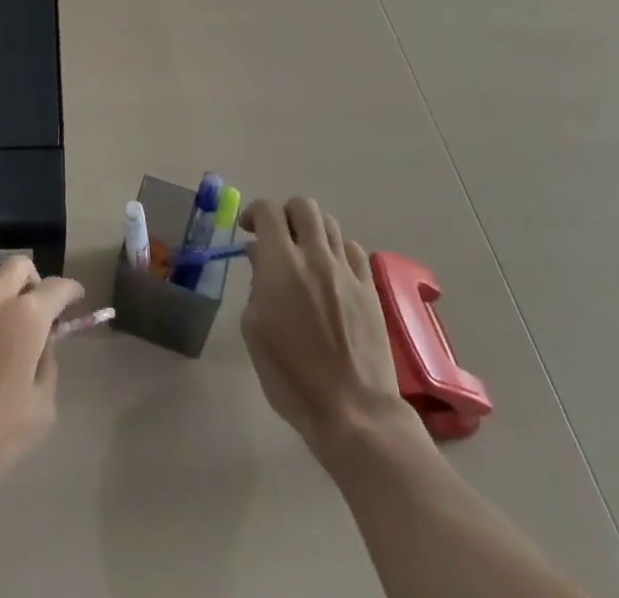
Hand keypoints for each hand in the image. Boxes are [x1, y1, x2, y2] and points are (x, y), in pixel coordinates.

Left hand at [0, 257, 83, 526]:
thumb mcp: (40, 410)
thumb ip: (47, 365)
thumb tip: (41, 345)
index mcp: (25, 317)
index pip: (56, 287)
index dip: (71, 292)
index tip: (77, 301)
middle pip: (20, 267)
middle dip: (36, 282)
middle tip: (41, 314)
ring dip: (7, 303)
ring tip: (8, 345)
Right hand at [239, 197, 425, 457]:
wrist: (353, 412)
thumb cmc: (292, 377)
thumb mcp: (255, 330)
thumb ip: (255, 285)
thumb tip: (259, 257)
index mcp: (282, 263)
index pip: (268, 211)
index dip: (255, 212)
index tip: (248, 230)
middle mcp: (316, 256)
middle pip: (303, 205)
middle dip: (286, 214)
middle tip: (277, 237)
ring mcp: (347, 271)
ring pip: (330, 223)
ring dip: (312, 230)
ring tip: (305, 254)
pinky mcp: (371, 289)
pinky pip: (354, 250)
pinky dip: (338, 251)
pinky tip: (332, 273)